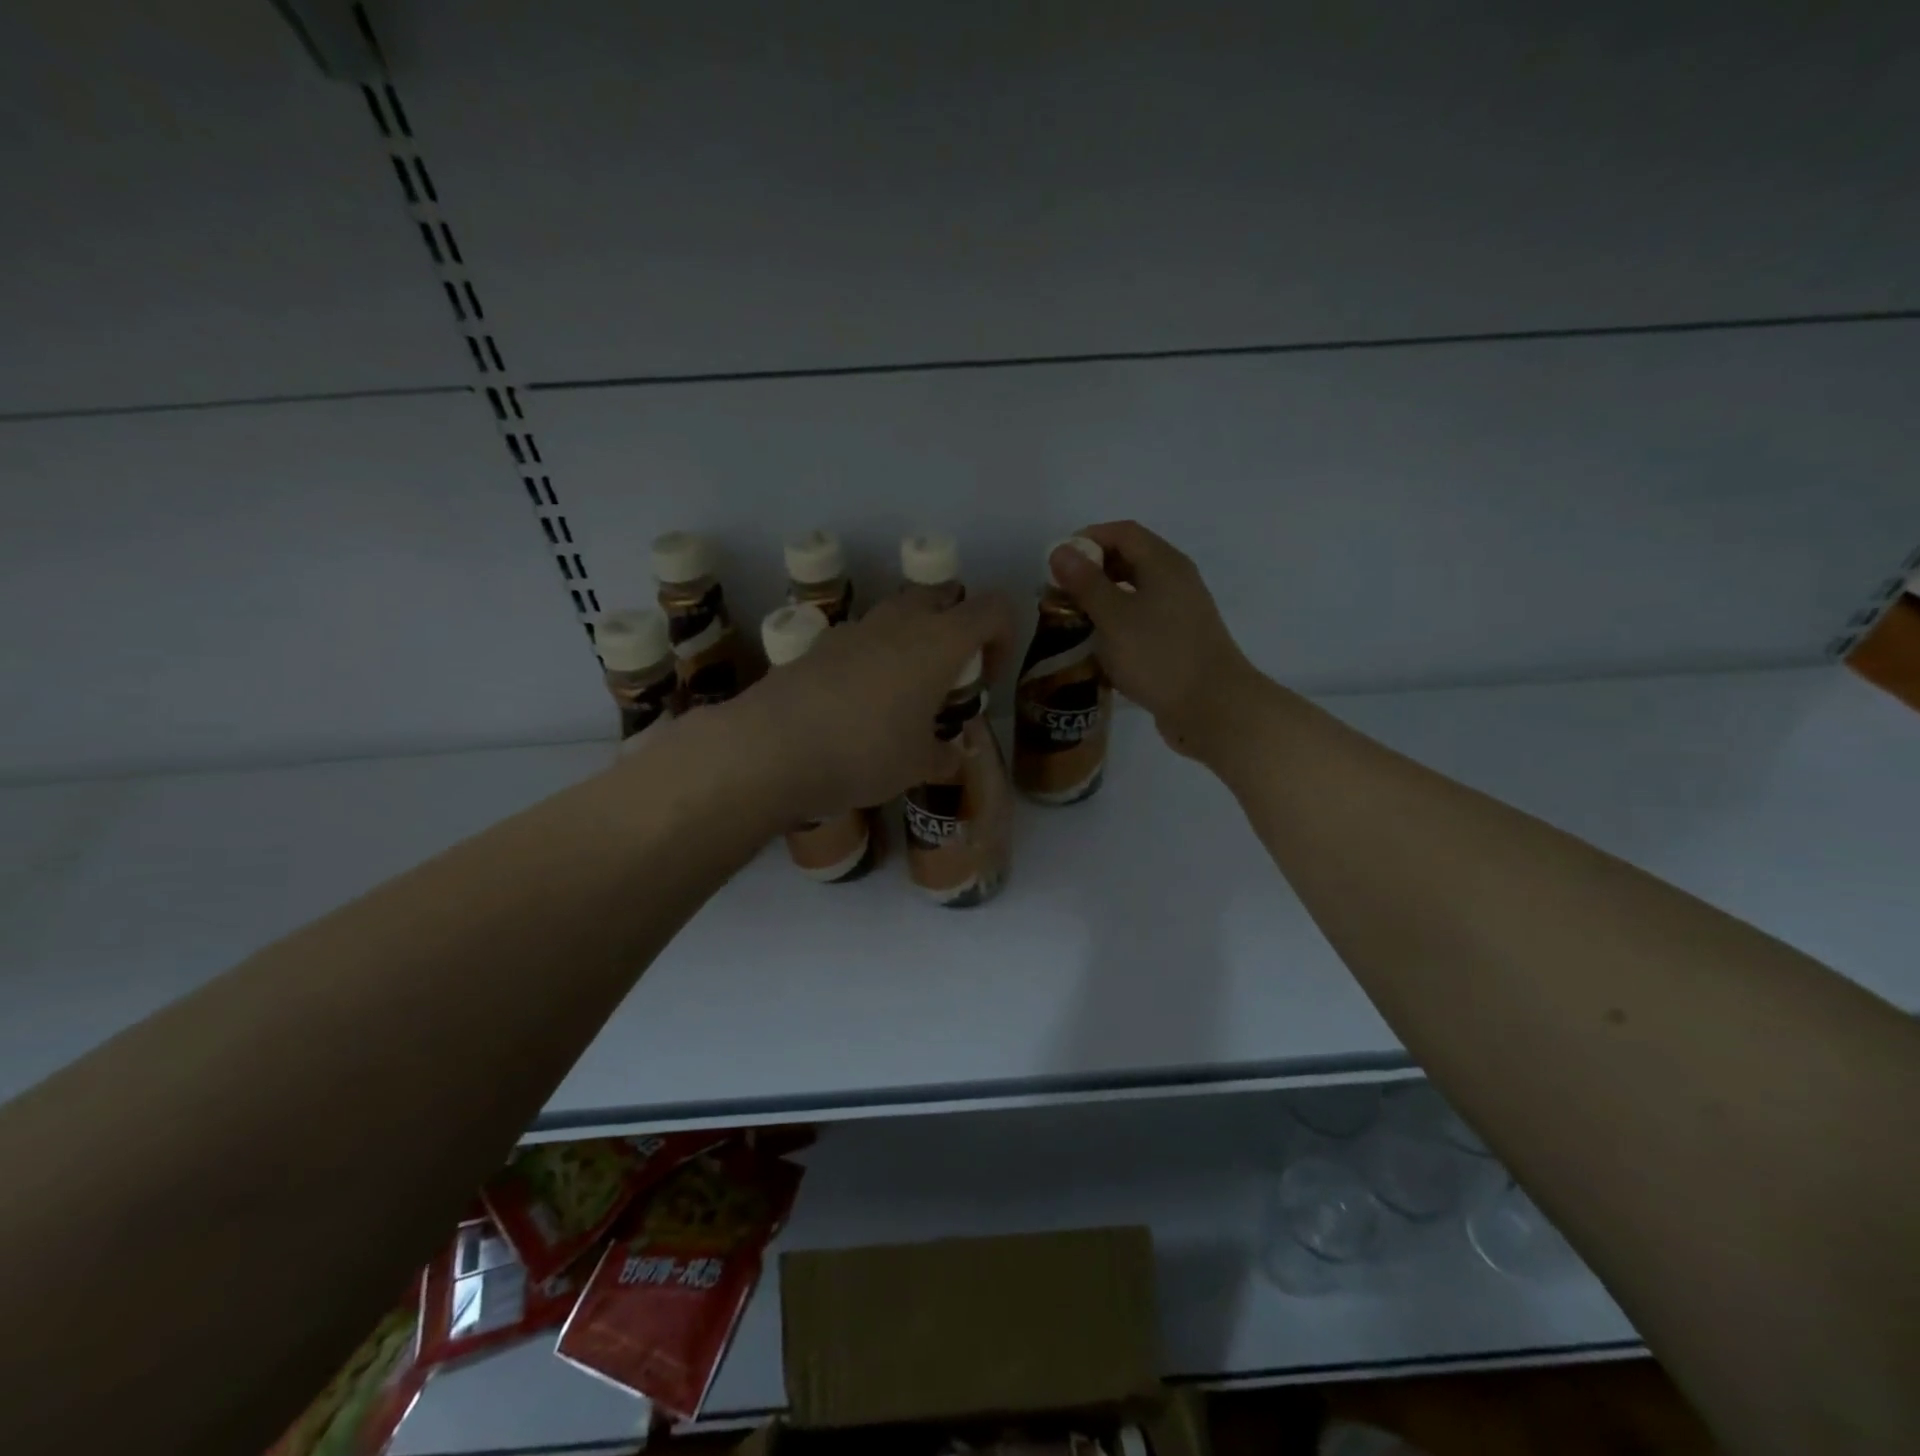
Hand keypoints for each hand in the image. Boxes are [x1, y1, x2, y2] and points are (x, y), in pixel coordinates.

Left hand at [724, 591, 1012, 820]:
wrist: (772, 748)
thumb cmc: (865, 753)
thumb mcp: (917, 766)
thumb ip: (945, 757)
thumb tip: (953, 757)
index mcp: (938, 641)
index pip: (993, 609)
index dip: (1004, 637)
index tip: (987, 678)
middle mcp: (898, 622)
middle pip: (942, 597)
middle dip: (955, 627)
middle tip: (947, 677)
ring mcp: (852, 630)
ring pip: (896, 615)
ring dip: (911, 642)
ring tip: (901, 696)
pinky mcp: (816, 646)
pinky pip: (859, 641)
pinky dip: (871, 660)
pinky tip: (856, 707)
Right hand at [1049, 521, 1259, 760]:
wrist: (1212, 707)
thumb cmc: (1159, 656)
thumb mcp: (1114, 617)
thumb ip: (1085, 582)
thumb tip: (1060, 550)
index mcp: (1164, 564)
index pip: (1123, 532)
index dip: (1087, 539)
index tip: (1056, 562)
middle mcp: (1176, 581)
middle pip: (1130, 559)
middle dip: (1092, 571)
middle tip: (1060, 593)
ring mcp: (1180, 612)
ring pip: (1135, 592)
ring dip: (1103, 599)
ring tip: (1073, 619)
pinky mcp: (1178, 640)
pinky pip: (1142, 619)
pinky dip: (1118, 623)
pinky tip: (1099, 645)